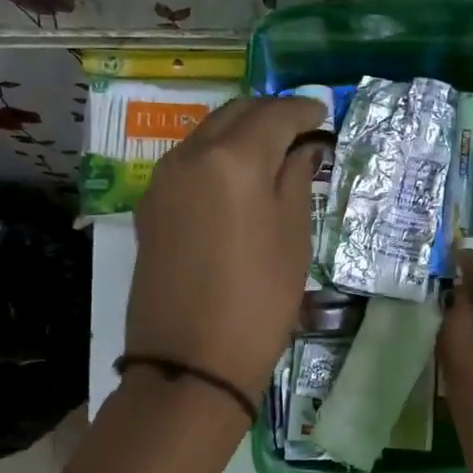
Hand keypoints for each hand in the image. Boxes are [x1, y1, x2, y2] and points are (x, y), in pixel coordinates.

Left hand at [125, 95, 329, 405]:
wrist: (191, 361)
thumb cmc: (258, 301)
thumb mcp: (293, 238)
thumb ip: (295, 180)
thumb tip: (301, 149)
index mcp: (233, 158)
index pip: (274, 114)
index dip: (303, 111)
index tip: (323, 115)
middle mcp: (191, 155)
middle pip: (235, 113)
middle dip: (269, 114)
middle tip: (300, 131)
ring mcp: (163, 180)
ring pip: (207, 134)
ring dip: (240, 133)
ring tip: (270, 154)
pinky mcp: (150, 207)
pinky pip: (188, 163)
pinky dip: (216, 157)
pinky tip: (236, 180)